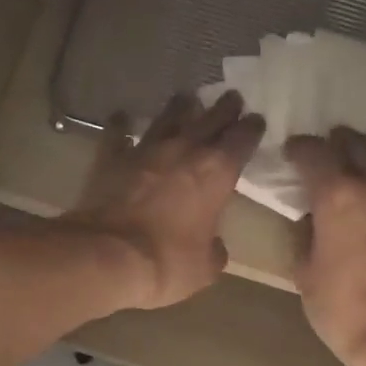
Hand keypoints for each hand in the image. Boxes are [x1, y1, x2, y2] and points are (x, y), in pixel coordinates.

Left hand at [67, 91, 263, 309]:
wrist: (108, 256)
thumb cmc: (167, 263)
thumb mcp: (204, 268)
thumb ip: (214, 251)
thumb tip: (214, 246)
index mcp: (216, 173)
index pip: (242, 140)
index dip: (251, 129)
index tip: (257, 121)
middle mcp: (184, 150)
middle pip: (210, 118)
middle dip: (224, 108)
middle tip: (232, 98)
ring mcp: (145, 150)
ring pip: (168, 117)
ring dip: (180, 107)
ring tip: (187, 99)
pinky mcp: (111, 158)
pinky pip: (117, 133)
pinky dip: (122, 125)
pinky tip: (122, 118)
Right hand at [288, 128, 365, 365]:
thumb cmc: (344, 311)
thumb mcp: (306, 276)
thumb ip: (305, 238)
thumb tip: (311, 220)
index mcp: (337, 196)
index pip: (314, 155)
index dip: (300, 149)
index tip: (293, 152)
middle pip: (358, 146)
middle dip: (339, 143)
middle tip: (330, 148)